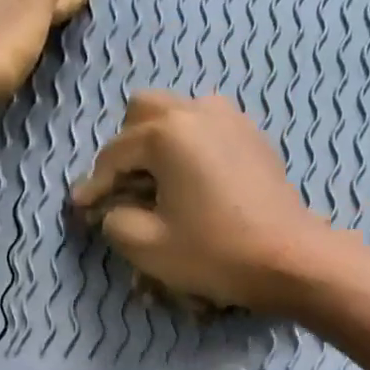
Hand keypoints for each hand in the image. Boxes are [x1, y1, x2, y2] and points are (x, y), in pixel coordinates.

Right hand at [70, 92, 352, 313]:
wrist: (288, 259)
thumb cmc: (214, 253)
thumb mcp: (148, 247)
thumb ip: (115, 221)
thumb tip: (113, 209)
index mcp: (167, 132)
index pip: (114, 154)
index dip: (94, 185)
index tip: (80, 209)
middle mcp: (197, 111)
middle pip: (143, 113)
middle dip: (125, 149)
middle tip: (122, 189)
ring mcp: (231, 119)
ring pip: (178, 115)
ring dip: (158, 145)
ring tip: (156, 185)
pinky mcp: (253, 138)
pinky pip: (208, 130)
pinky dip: (190, 150)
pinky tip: (191, 184)